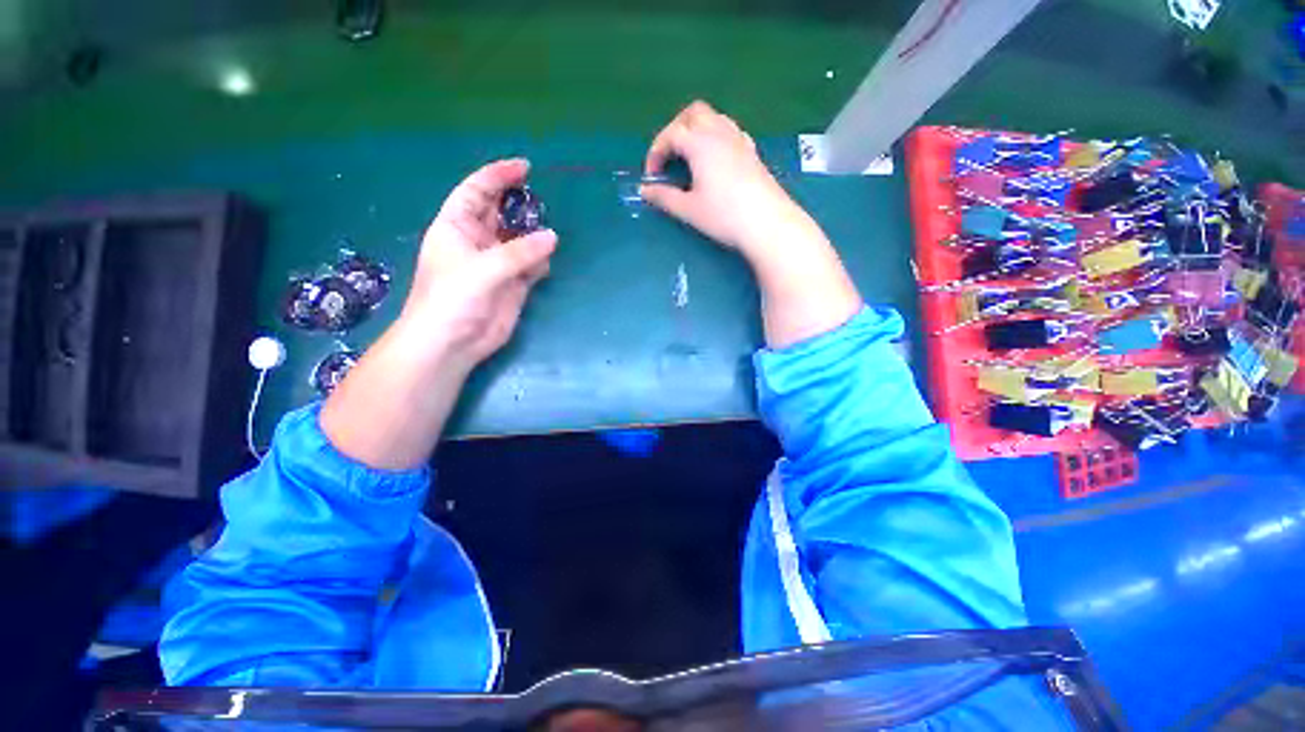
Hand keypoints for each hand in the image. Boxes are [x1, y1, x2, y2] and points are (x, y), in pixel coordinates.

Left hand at [404, 158, 556, 370]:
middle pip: (499, 213)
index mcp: (457, 227)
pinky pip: (531, 266)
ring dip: (534, 235)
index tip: (524, 167)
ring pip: (519, 240)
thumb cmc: (452, 299)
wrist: (452, 343)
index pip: (476, 191)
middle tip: (543, 199)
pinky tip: (547, 262)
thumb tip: (552, 237)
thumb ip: (519, 252)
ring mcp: (497, 264)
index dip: (497, 176)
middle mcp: (477, 241)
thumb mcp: (483, 269)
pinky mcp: (513, 285)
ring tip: (549, 232)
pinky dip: (541, 262)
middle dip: (519, 204)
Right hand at [639, 100, 819, 259]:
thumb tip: (644, 190)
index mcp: (700, 143)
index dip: (656, 152)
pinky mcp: (752, 151)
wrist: (767, 223)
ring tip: (689, 158)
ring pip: (714, 118)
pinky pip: (729, 131)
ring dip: (696, 130)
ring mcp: (739, 140)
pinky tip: (714, 160)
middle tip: (669, 157)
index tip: (651, 176)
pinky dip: (715, 137)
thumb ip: (664, 197)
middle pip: (693, 114)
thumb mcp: (689, 209)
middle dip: (675, 130)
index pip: (671, 134)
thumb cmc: (724, 215)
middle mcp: (720, 132)